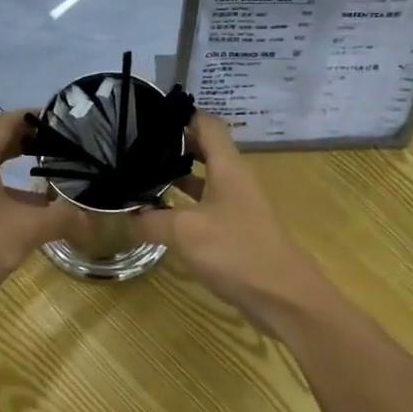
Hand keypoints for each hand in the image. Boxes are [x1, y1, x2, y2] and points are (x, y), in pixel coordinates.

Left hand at [0, 110, 88, 314]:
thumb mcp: (26, 231)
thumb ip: (62, 218)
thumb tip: (92, 217)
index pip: (7, 120)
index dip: (36, 117)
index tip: (65, 124)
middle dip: (29, 142)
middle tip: (63, 150)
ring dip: (15, 168)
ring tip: (49, 180)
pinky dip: (1, 188)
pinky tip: (22, 211)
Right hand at [130, 112, 330, 330]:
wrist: (284, 297)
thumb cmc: (237, 252)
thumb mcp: (185, 233)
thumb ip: (152, 221)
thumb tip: (129, 216)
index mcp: (228, 167)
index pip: (207, 124)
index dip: (181, 114)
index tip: (148, 114)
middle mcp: (235, 180)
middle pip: (204, 149)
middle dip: (172, 145)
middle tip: (135, 146)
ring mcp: (237, 206)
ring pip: (204, 180)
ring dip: (176, 176)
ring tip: (140, 176)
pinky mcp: (236, 230)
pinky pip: (205, 206)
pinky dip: (183, 205)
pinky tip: (160, 215)